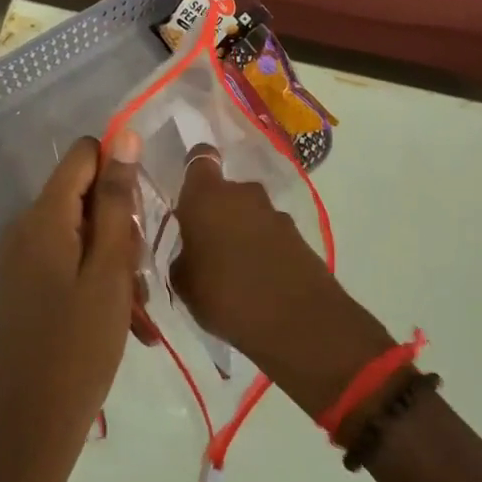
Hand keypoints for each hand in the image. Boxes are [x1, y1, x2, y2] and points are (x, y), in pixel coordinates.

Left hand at [0, 133, 141, 481]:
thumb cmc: (79, 347)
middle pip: (86, 195)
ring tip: (135, 308)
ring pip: (84, 232)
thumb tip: (124, 137)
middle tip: (139, 273)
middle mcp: (26, 228)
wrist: (30, 428)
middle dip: (122, 225)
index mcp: (43, 217)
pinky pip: (71, 260)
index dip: (119, 172)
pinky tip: (122, 318)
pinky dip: (98, 279)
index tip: (141, 215)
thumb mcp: (110, 271)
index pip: (84, 155)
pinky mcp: (27, 285)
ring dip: (116, 259)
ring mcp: (23, 259)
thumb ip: (117, 201)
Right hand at [172, 149, 391, 418]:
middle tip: (207, 243)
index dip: (194, 169)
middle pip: (226, 191)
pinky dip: (263, 248)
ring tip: (233, 267)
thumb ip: (183, 256)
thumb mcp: (184, 283)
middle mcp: (242, 194)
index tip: (188, 190)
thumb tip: (190, 250)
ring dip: (241, 230)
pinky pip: (270, 234)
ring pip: (249, 213)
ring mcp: (274, 212)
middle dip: (218, 210)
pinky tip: (258, 278)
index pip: (200, 159)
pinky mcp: (298, 234)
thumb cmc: (225, 297)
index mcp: (206, 197)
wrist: (297, 321)